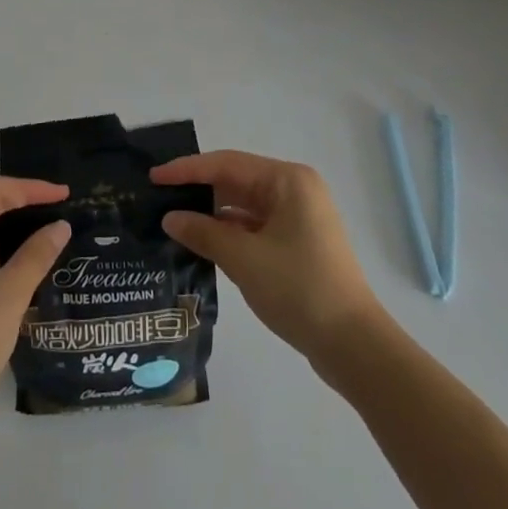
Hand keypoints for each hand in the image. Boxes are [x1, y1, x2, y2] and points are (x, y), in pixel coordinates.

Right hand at [152, 150, 382, 363]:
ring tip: (174, 221)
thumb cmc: (299, 289)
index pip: (227, 164)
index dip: (187, 169)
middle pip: (237, 180)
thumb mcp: (244, 259)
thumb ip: (204, 232)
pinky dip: (230, 232)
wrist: (353, 345)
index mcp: (288, 180)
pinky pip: (255, 226)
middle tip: (159, 199)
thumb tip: (171, 218)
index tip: (154, 177)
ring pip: (245, 205)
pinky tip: (204, 243)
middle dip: (199, 190)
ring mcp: (299, 216)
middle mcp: (295, 189)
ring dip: (213, 213)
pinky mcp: (298, 242)